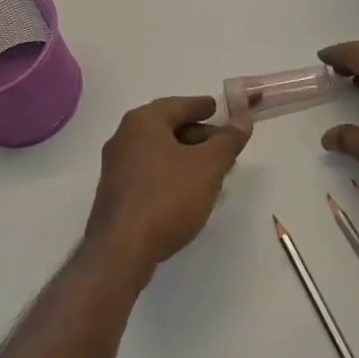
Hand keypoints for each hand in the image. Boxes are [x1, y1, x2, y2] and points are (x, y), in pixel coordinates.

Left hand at [85, 96, 249, 274]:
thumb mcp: (208, 166)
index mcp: (144, 121)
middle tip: (224, 148)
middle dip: (199, 137)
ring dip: (187, 158)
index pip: (181, 104)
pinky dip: (171, 174)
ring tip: (212, 173)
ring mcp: (116, 166)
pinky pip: (149, 172)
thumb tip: (243, 118)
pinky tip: (188, 193)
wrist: (120, 253)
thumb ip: (228, 140)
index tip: (219, 110)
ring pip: (160, 152)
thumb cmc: (167, 198)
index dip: (204, 107)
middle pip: (169, 127)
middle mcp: (125, 136)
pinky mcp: (115, 193)